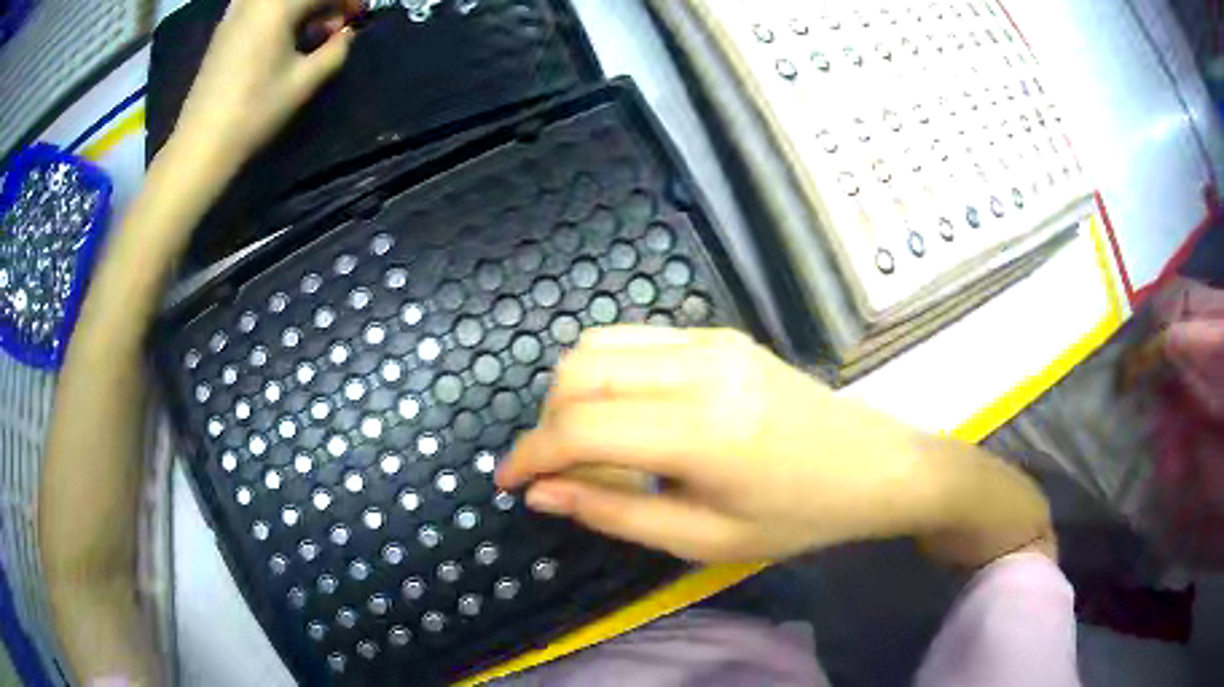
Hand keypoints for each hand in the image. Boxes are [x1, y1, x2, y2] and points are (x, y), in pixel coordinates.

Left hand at [173, 0, 358, 169]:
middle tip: (331, 30)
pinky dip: (278, 12)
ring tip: (307, 33)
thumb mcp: (305, 81)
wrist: (201, 143)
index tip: (357, 20)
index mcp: (279, 5)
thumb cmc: (254, 111)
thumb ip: (336, 49)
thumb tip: (346, 34)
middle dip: (324, 4)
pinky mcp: (224, 26)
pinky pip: (260, 4)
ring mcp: (236, 10)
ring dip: (300, 8)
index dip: (349, 1)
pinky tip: (281, 36)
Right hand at [497, 326, 945, 562]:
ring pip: (601, 344)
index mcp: (702, 429)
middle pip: (579, 369)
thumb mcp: (705, 539)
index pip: (581, 426)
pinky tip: (630, 419)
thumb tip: (544, 493)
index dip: (530, 455)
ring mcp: (712, 340)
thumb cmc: (798, 517)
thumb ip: (615, 514)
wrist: (873, 466)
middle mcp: (701, 366)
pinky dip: (608, 376)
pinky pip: (636, 343)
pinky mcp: (721, 334)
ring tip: (589, 448)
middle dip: (546, 421)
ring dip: (573, 393)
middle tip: (558, 471)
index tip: (510, 483)